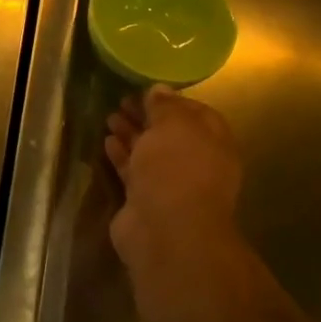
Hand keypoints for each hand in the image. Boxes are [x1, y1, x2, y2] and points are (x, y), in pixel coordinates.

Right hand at [104, 86, 243, 274]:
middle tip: (122, 100)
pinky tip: (107, 141)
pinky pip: (132, 172)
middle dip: (147, 117)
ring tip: (109, 116)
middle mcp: (195, 163)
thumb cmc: (177, 169)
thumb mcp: (174, 125)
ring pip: (149, 153)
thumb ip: (165, 106)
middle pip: (169, 134)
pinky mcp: (145, 202)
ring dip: (131, 134)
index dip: (172, 101)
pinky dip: (121, 156)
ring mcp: (170, 185)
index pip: (196, 114)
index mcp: (213, 143)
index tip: (147, 90)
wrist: (166, 231)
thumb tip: (159, 90)